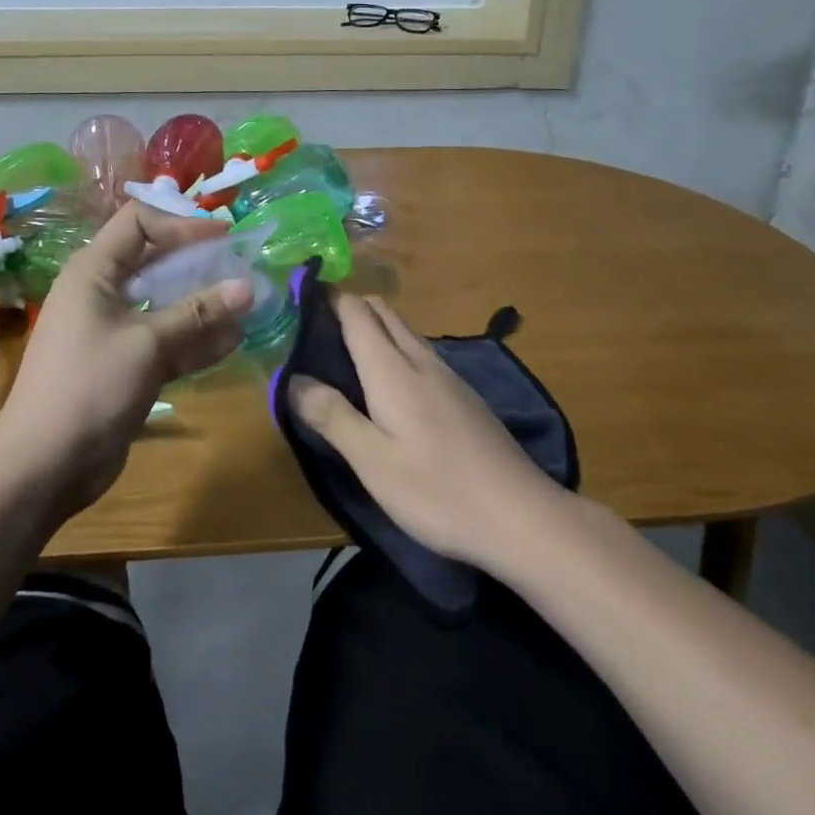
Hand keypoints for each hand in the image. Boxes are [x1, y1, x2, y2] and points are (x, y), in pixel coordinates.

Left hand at [0, 201, 252, 517]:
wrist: (43, 466)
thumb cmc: (89, 387)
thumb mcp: (148, 344)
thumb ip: (198, 313)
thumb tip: (248, 286)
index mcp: (94, 271)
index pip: (139, 222)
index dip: (181, 223)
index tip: (224, 237)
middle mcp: (103, 292)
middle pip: (156, 260)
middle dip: (199, 262)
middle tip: (243, 267)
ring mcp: (114, 330)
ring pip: (165, 303)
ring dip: (203, 303)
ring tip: (248, 303)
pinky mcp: (126, 365)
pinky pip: (166, 340)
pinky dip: (195, 338)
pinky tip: (234, 340)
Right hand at [288, 295, 561, 570]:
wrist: (522, 516)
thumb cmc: (438, 491)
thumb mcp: (373, 462)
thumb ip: (332, 416)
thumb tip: (292, 378)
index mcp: (393, 369)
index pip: (356, 312)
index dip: (328, 299)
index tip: (299, 301)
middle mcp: (421, 360)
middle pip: (382, 312)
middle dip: (349, 308)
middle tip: (314, 331)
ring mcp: (448, 376)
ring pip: (404, 331)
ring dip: (373, 329)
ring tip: (343, 354)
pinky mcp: (464, 396)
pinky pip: (420, 353)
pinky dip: (394, 350)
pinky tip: (388, 384)